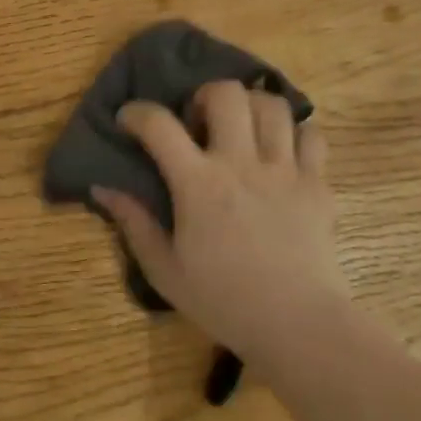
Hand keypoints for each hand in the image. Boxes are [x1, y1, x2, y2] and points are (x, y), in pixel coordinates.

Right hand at [92, 81, 341, 367]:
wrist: (299, 326)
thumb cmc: (224, 301)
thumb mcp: (164, 270)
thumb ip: (133, 223)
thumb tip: (102, 188)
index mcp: (198, 184)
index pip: (159, 124)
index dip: (137, 112)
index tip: (129, 121)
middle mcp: (241, 164)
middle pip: (226, 94)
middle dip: (205, 95)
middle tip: (199, 122)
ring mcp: (285, 170)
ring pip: (272, 105)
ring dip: (251, 108)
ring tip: (241, 130)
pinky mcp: (318, 183)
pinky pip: (312, 135)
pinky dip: (295, 133)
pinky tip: (282, 152)